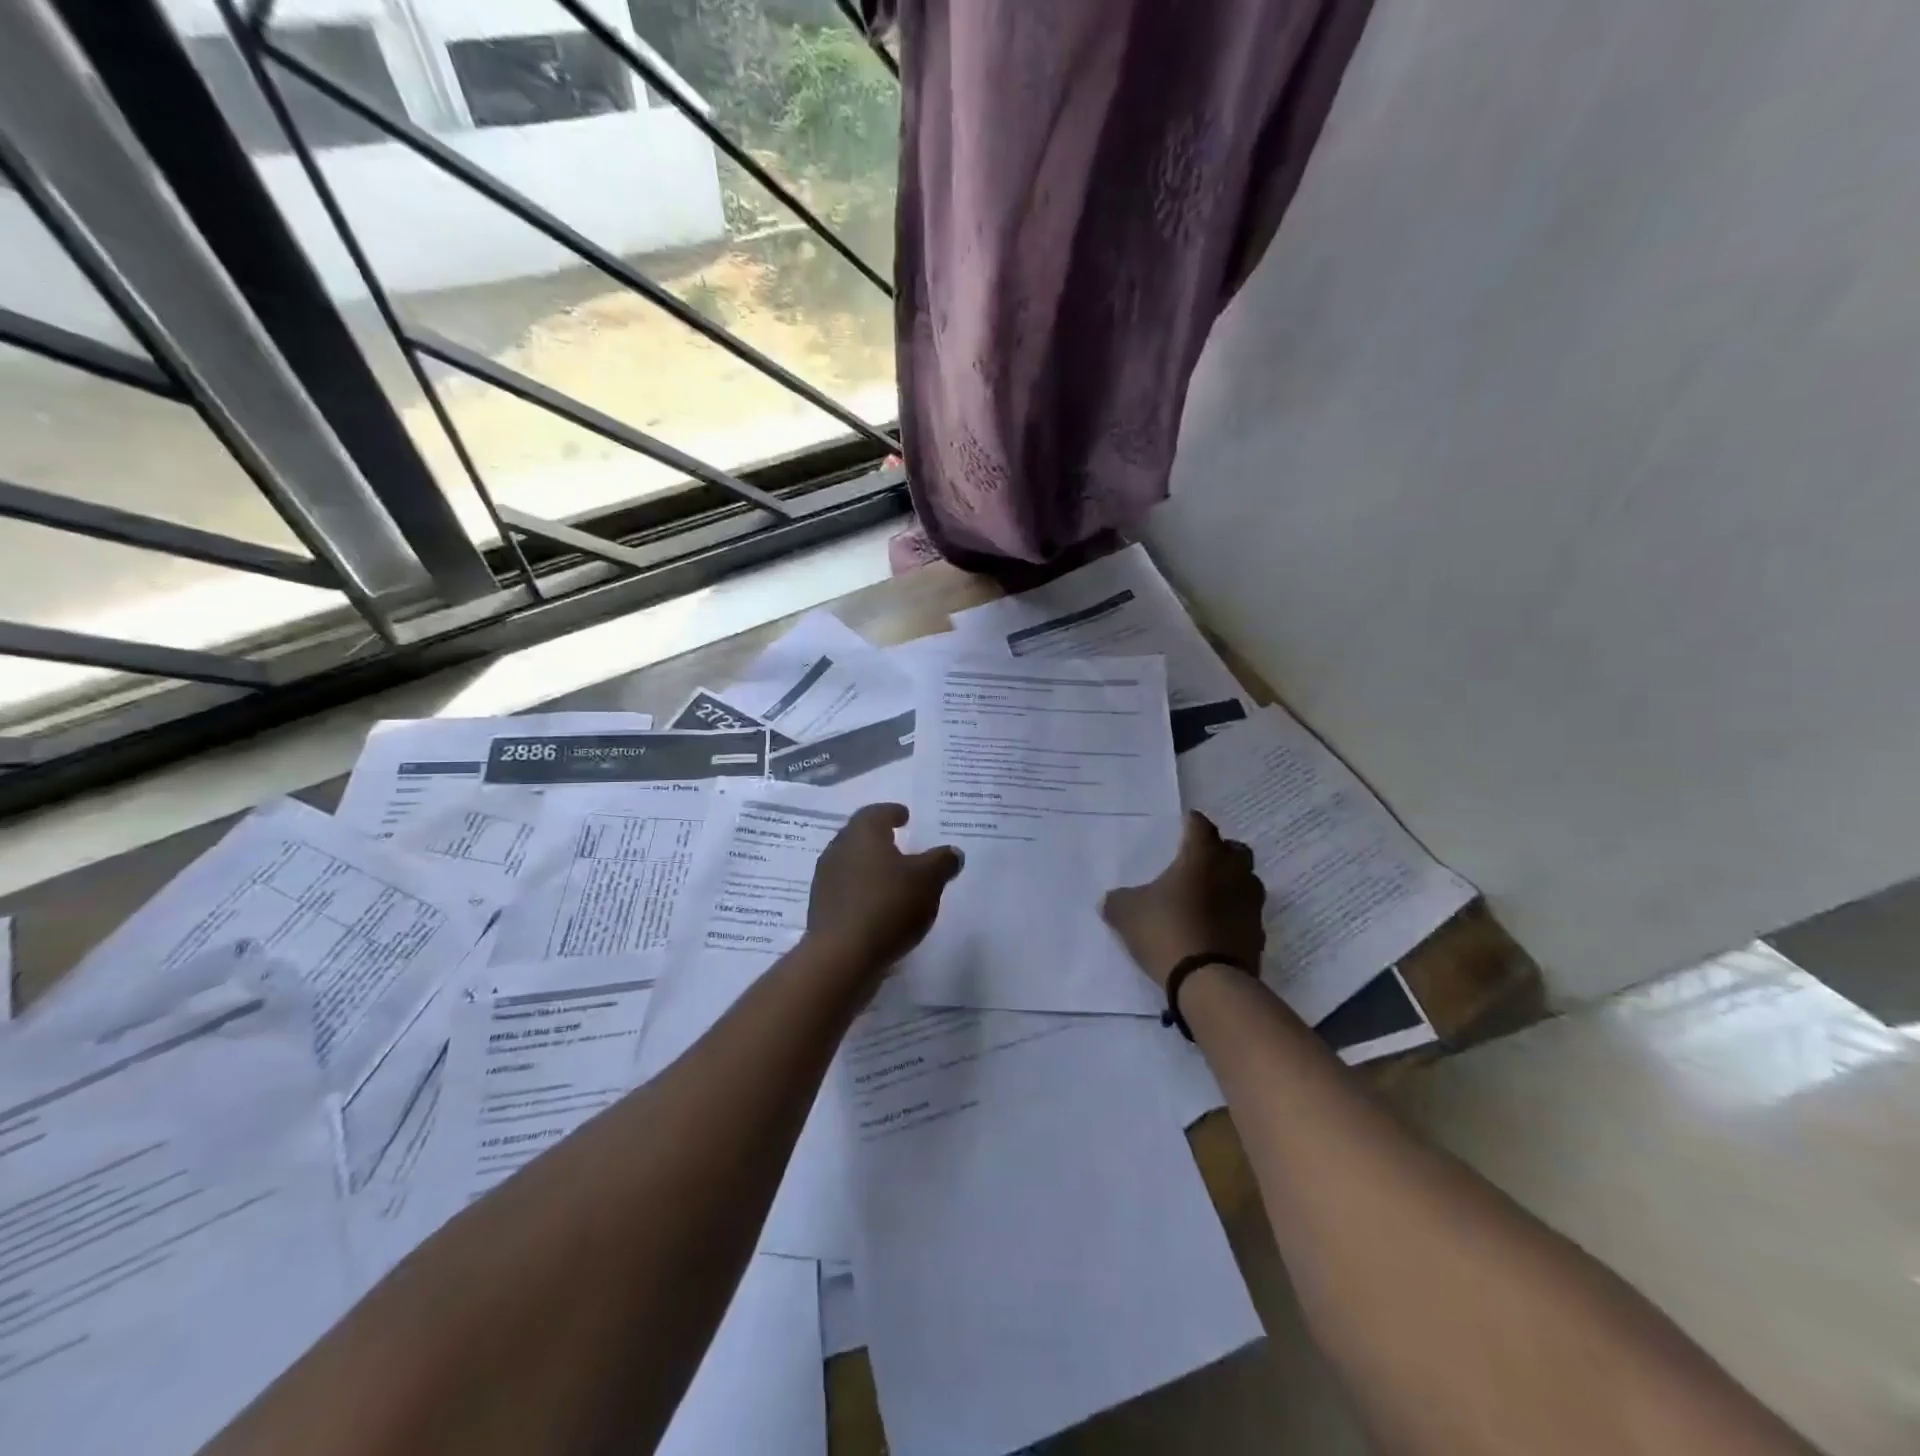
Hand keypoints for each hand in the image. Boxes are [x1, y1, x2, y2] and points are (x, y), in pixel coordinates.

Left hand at [806, 804, 962, 983]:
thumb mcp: (929, 880)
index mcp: (862, 833)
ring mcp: (825, 881)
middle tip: (900, 846)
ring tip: (893, 879)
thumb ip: (942, 862)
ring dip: (870, 868)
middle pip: (860, 837)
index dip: (892, 812)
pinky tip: (879, 907)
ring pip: (851, 865)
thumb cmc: (888, 905)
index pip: (876, 812)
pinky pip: (846, 892)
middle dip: (879, 840)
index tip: (904, 816)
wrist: (843, 956)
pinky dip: (863, 892)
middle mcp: (838, 849)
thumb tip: (953, 853)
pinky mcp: (821, 910)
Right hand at [1101, 812, 1265, 987]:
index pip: (1200, 825)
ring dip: (1230, 884)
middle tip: (1197, 863)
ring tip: (1207, 897)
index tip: (1181, 827)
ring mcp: (1251, 903)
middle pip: (1233, 849)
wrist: (1209, 982)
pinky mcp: (1258, 934)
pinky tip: (1215, 928)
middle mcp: (1233, 872)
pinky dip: (1234, 916)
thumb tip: (1112, 899)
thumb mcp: (1126, 913)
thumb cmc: (1166, 931)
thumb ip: (1119, 900)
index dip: (1190, 824)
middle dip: (1218, 852)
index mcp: (1202, 856)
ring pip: (1246, 881)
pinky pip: (1246, 915)